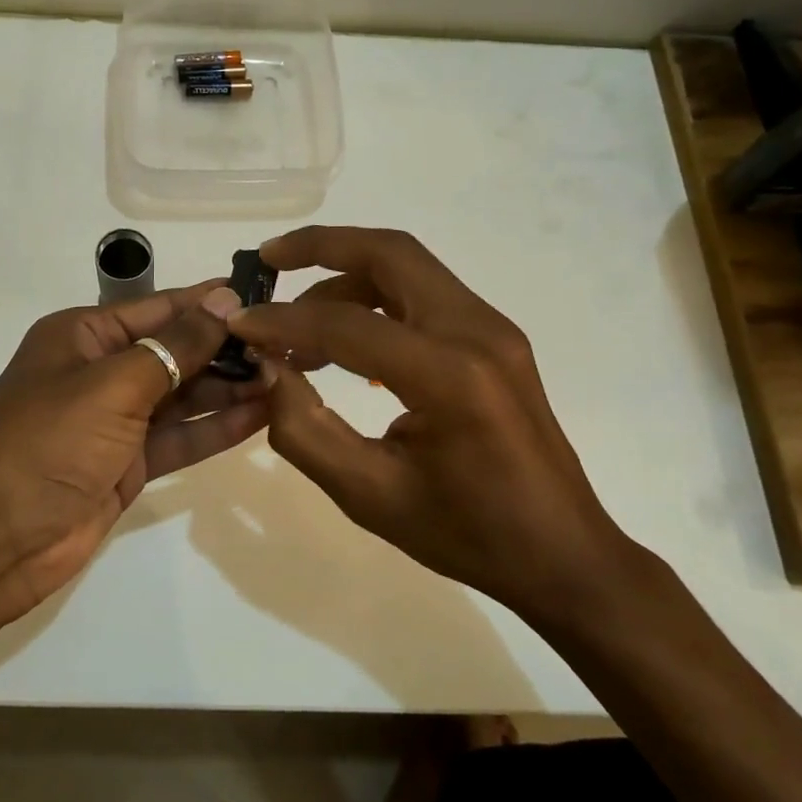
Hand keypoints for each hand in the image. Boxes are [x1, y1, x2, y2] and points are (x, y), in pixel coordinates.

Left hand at [0, 280, 265, 625]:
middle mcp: (100, 371)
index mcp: (82, 336)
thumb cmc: (47, 443)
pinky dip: (216, 428)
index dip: (208, 303)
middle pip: (174, 351)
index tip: (262, 298)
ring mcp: (115, 420)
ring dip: (229, 388)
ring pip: (182, 395)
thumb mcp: (113, 385)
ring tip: (286, 377)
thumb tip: (224, 300)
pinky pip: (180, 437)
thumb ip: (175, 346)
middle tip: (288, 345)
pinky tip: (262, 415)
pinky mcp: (129, 463)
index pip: (157, 309)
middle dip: (226, 349)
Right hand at [230, 226, 635, 623]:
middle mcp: (477, 332)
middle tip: (268, 259)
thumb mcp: (368, 495)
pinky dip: (378, 299)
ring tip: (298, 319)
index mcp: (449, 376)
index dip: (284, 321)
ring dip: (348, 275)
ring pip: (409, 267)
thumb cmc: (467, 534)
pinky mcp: (496, 338)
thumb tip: (269, 369)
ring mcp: (493, 329)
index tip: (239, 324)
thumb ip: (305, 428)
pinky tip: (347, 345)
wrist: (563, 554)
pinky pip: (426, 295)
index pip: (347, 324)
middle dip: (321, 247)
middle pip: (390, 253)